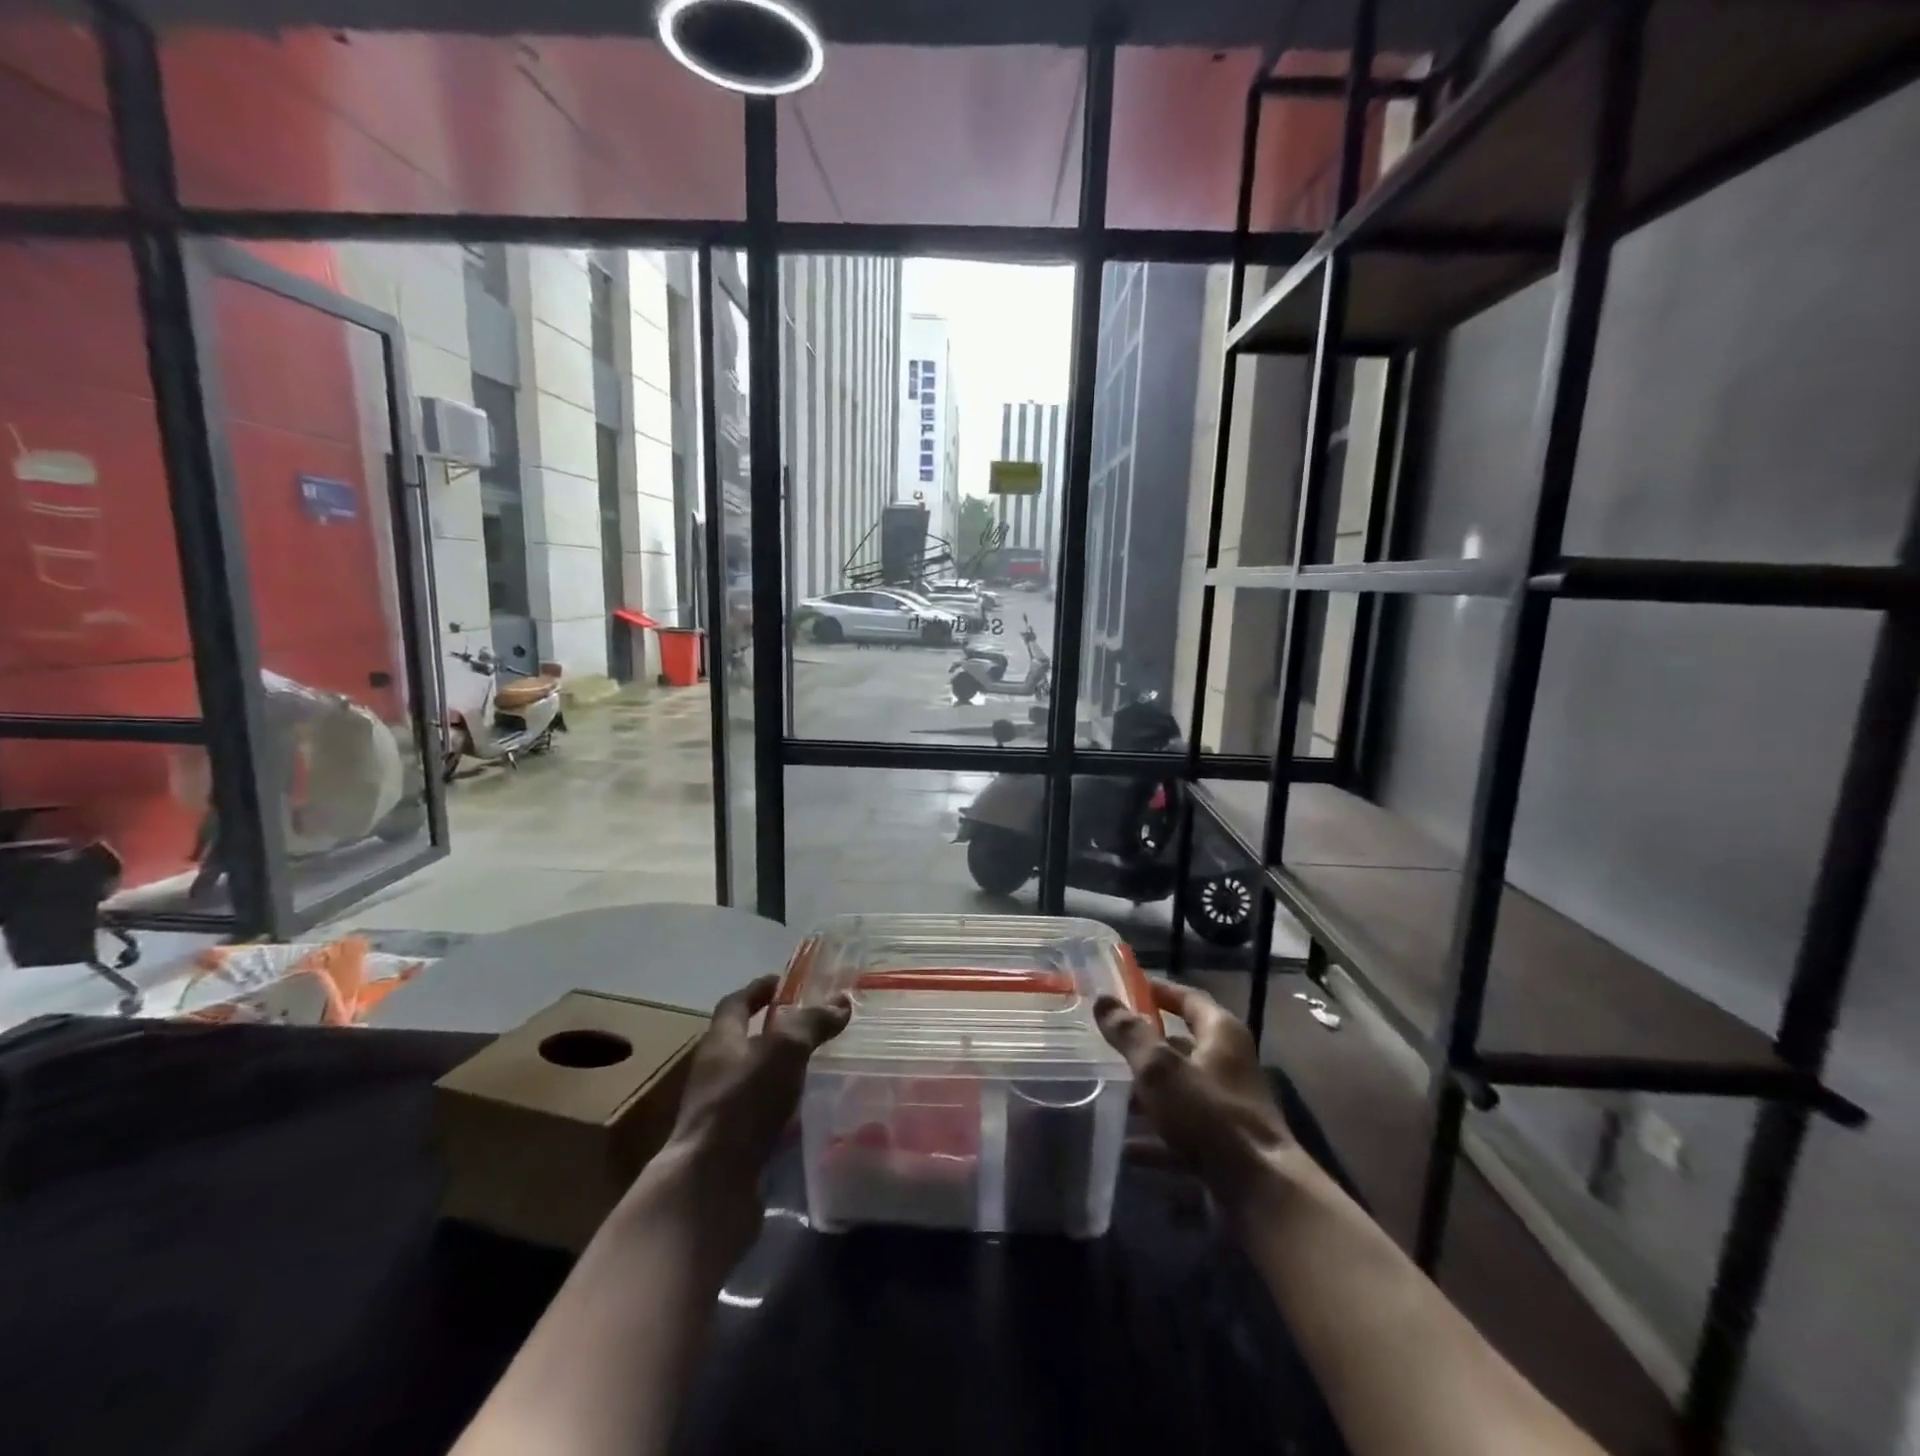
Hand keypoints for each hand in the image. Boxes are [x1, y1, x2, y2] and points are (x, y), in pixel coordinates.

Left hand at [641, 974, 849, 1262]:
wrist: (710, 1186)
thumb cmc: (743, 1102)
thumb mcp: (784, 1050)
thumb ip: (812, 1024)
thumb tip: (841, 1002)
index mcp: (721, 1042)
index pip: (735, 1004)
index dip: (757, 990)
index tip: (782, 981)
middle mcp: (716, 1073)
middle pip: (744, 1042)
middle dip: (774, 1031)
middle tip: (811, 1024)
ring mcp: (722, 1112)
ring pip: (755, 1081)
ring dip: (781, 1072)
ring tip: (817, 1067)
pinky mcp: (733, 1147)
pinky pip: (762, 1117)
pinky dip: (784, 1110)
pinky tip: (809, 1114)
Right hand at [1094, 978, 1295, 1216]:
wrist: (1260, 1193)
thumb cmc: (1209, 1114)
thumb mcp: (1159, 1067)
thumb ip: (1129, 1034)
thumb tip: (1103, 1000)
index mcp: (1221, 1034)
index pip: (1188, 998)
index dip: (1159, 990)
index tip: (1127, 987)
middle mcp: (1229, 1065)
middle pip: (1182, 1045)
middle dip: (1146, 1045)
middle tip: (1108, 1041)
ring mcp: (1227, 1108)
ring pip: (1179, 1090)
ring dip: (1148, 1093)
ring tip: (1109, 1092)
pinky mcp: (1224, 1146)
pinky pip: (1182, 1132)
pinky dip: (1157, 1137)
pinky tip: (1128, 1147)